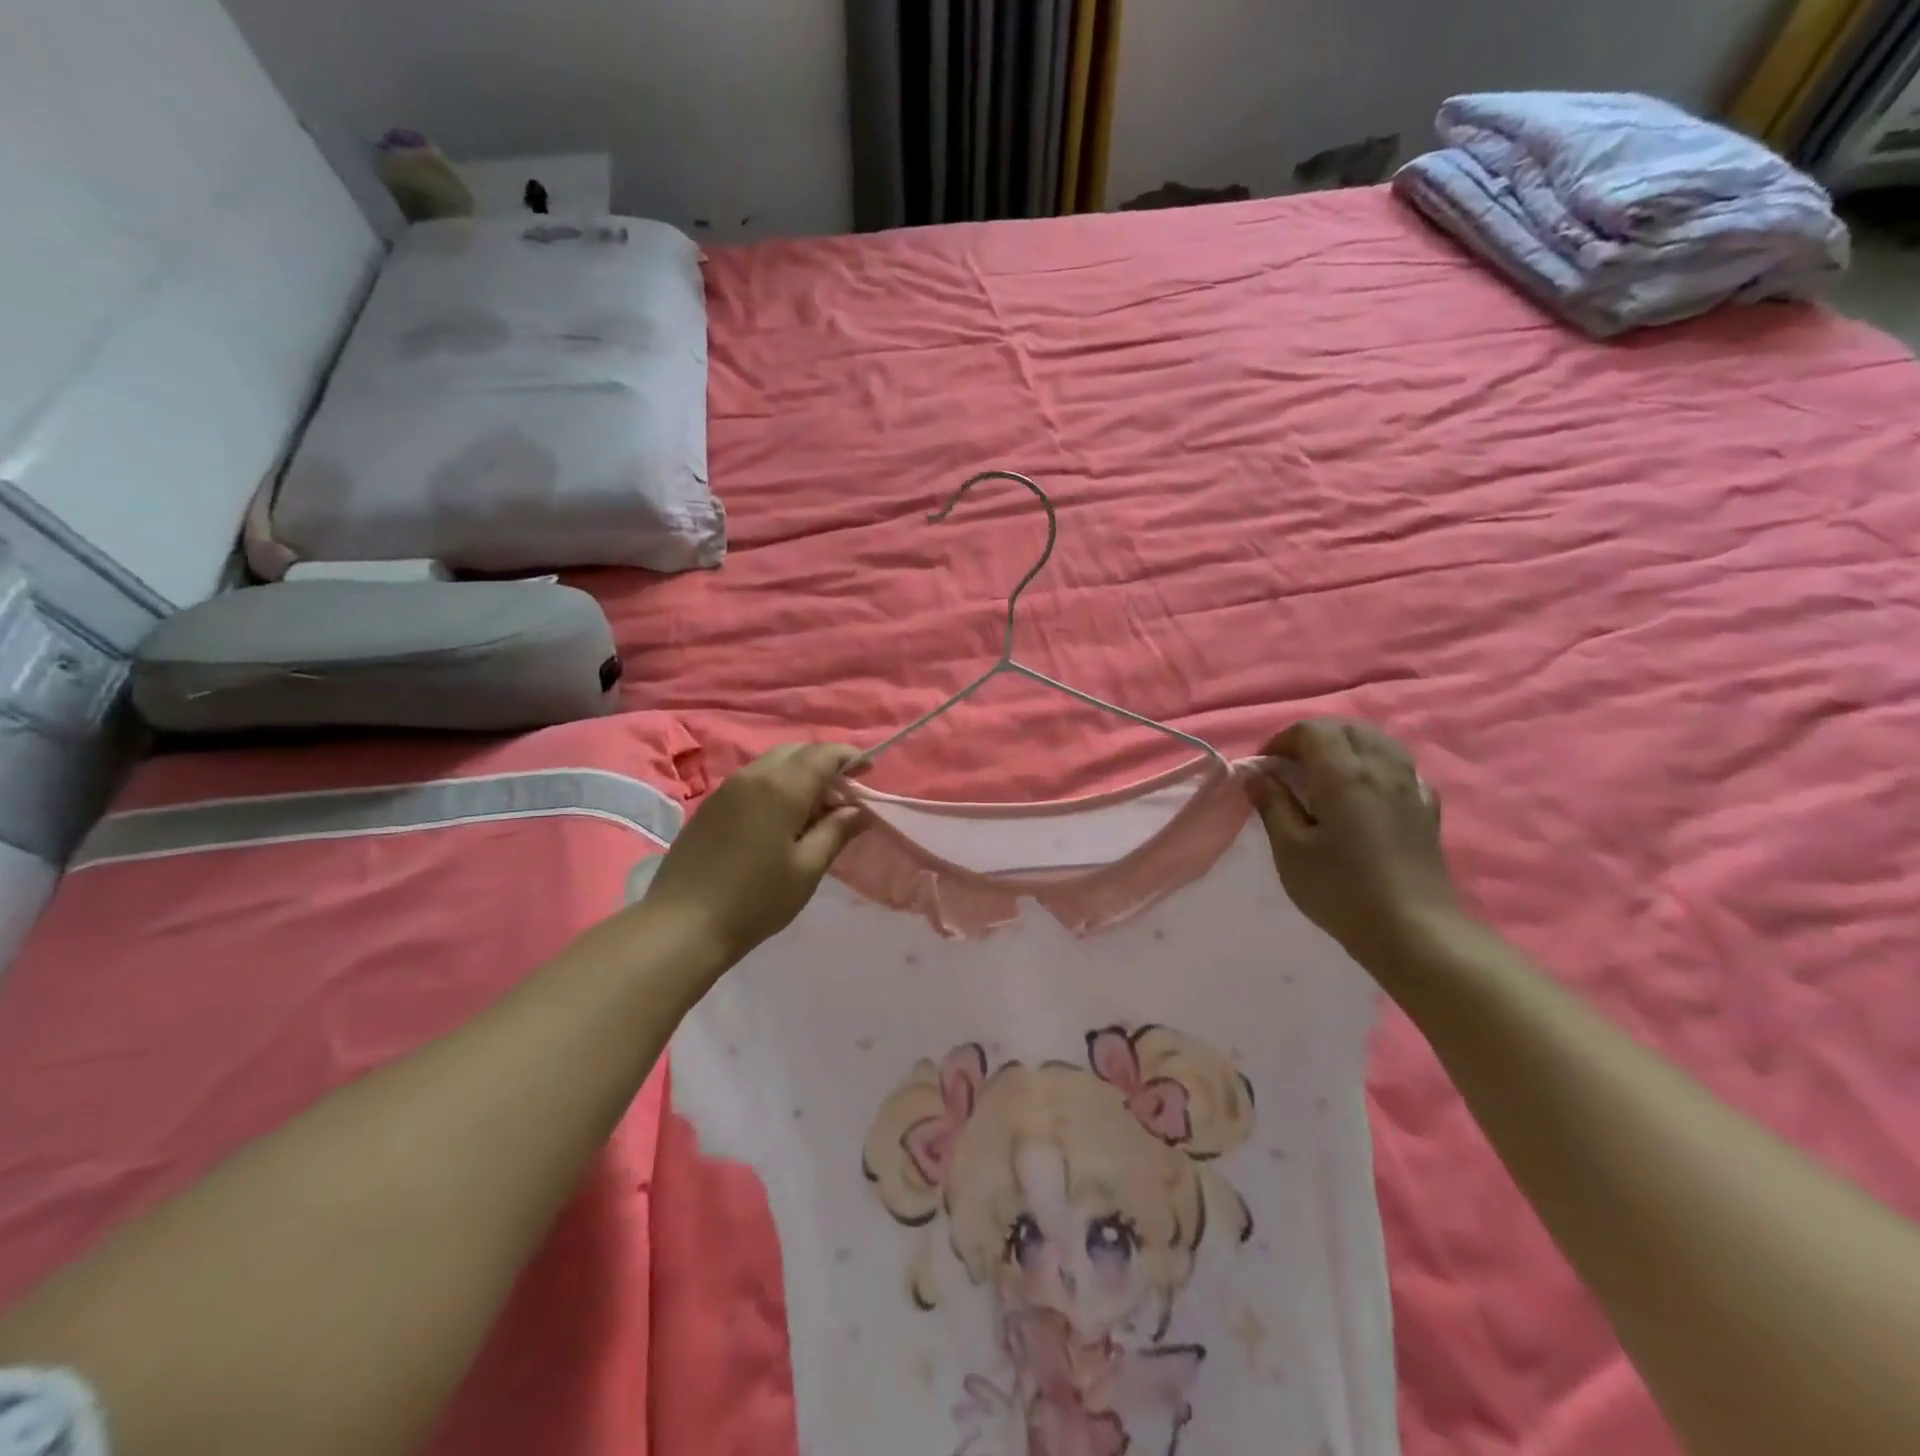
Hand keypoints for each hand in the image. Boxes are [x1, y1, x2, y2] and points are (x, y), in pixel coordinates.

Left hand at [643, 744, 867, 965]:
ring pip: (773, 764)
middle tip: (843, 795)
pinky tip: (782, 819)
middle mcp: (753, 776)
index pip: (823, 755)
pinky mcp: (711, 805)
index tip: (868, 771)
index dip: (849, 757)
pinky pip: (754, 780)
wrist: (682, 924)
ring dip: (800, 775)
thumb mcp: (807, 869)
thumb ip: (836, 832)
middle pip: (797, 752)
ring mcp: (727, 789)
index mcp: (781, 787)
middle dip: (825, 764)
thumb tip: (859, 810)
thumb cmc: (755, 900)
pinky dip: (777, 786)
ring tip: (815, 810)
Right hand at [1245, 719, 1459, 963]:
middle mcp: (1381, 768)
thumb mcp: (1290, 849)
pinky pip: (1402, 769)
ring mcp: (1411, 786)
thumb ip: (1273, 804)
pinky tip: (1368, 792)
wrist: (1413, 930)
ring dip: (1347, 745)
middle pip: (1347, 728)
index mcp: (1343, 773)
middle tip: (1290, 767)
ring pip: (1379, 742)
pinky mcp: (1427, 809)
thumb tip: (1257, 775)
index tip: (1264, 768)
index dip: (1282, 740)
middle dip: (1314, 737)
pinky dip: (1377, 767)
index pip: (1312, 730)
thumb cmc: (1341, 889)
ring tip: (1326, 774)